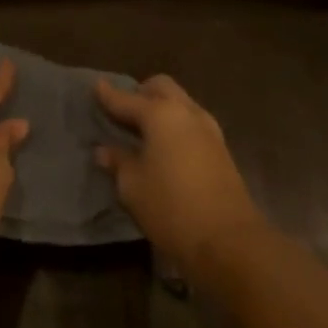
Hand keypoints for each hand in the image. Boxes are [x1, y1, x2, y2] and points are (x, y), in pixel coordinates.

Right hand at [95, 75, 267, 280]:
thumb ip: (118, 162)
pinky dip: (175, 124)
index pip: (126, 99)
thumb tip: (104, 151)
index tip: (97, 86)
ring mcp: (209, 130)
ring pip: (181, 102)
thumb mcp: (133, 187)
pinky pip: (192, 122)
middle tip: (123, 110)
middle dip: (140, 92)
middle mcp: (186, 113)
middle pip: (161, 87)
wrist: (230, 241)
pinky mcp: (221, 150)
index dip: (108, 95)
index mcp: (161, 115)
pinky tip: (165, 145)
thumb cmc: (171, 208)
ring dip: (161, 107)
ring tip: (143, 128)